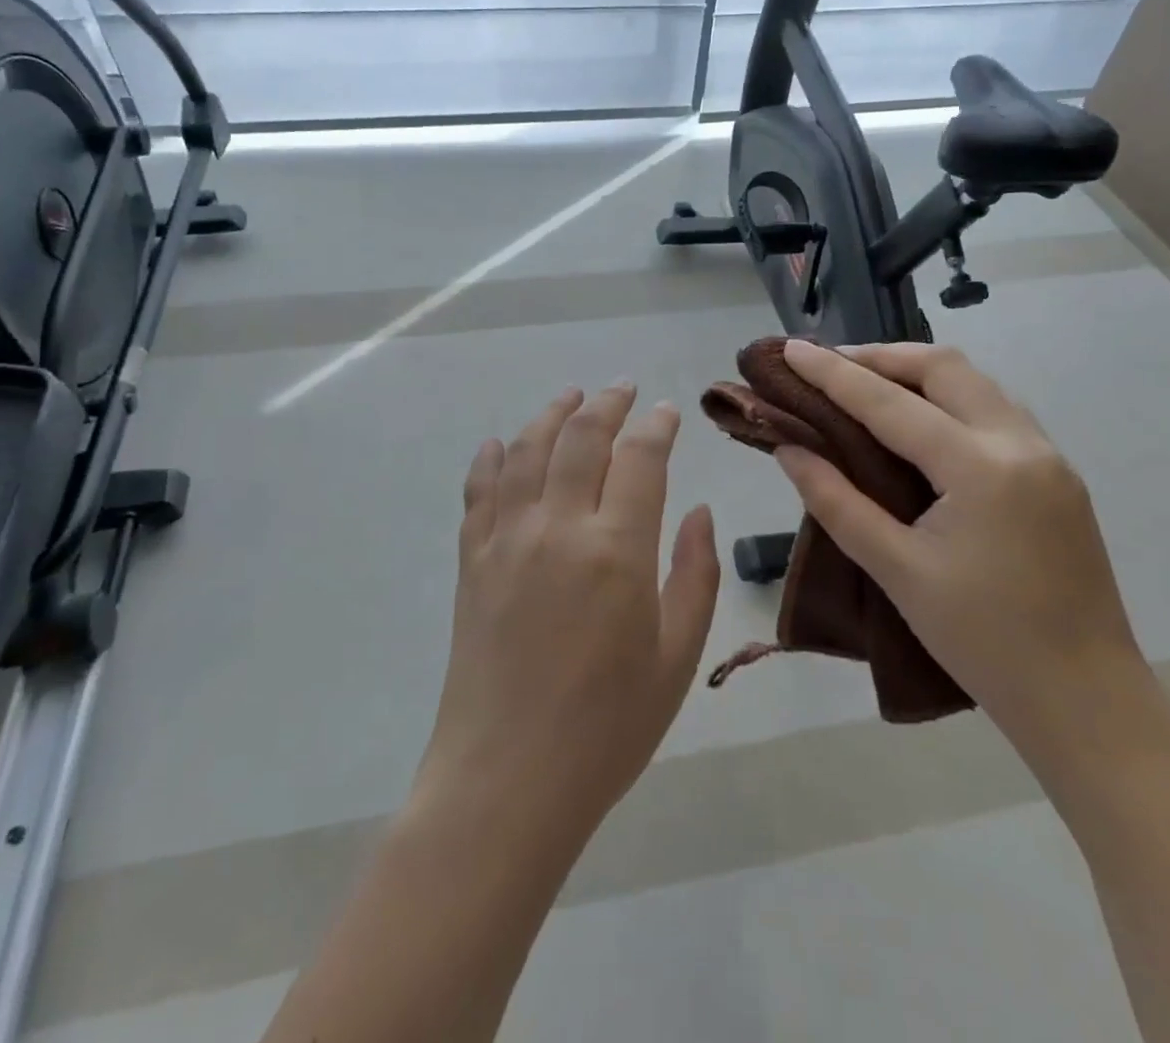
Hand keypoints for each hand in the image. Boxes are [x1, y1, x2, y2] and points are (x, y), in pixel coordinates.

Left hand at [415, 383, 720, 844]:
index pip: (640, 459)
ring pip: (527, 449)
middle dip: (606, 404)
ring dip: (551, 414)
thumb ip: (695, 574)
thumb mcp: (676, 657)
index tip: (668, 412)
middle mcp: (557, 527)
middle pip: (580, 437)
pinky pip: (480, 489)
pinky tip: (502, 444)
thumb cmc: (607, 728)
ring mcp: (506, 539)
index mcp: (616, 550)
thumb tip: (697, 511)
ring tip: (570, 397)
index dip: (657, 426)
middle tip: (623, 389)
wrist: (506, 780)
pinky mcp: (472, 559)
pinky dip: (493, 457)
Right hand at [773, 340, 1142, 729]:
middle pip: (944, 367)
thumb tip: (788, 449)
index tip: (791, 349)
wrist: (1087, 701)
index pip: (890, 402)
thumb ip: (837, 502)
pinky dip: (948, 398)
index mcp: (980, 468)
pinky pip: (994, 411)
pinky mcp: (1057, 475)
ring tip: (866, 384)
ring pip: (975, 383)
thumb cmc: (983, 642)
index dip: (833, 374)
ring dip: (917, 373)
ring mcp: (1048, 456)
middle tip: (828, 366)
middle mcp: (1020, 443)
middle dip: (881, 357)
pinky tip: (920, 422)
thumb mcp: (897, 571)